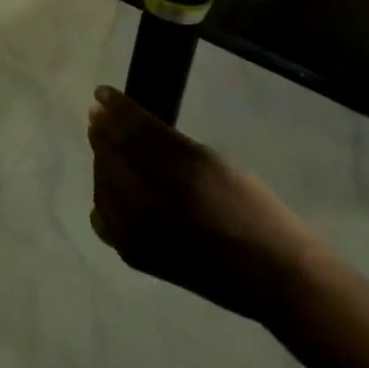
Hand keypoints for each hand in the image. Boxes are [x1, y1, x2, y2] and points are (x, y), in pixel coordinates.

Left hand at [86, 86, 316, 321]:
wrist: (269, 275)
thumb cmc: (250, 207)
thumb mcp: (211, 161)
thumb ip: (168, 144)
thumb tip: (132, 121)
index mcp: (175, 173)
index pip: (132, 133)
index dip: (116, 110)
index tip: (102, 93)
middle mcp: (148, 203)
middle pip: (111, 159)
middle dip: (104, 134)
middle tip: (99, 115)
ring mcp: (136, 234)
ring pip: (103, 186)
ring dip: (101, 162)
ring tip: (103, 144)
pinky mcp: (134, 255)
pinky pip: (104, 218)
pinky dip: (103, 196)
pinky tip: (110, 185)